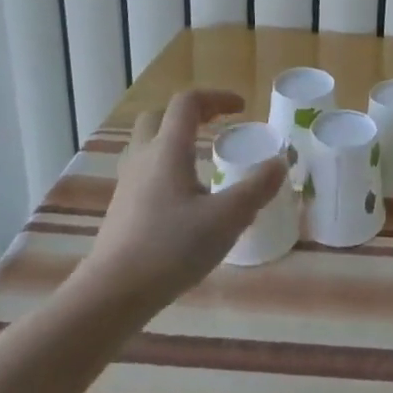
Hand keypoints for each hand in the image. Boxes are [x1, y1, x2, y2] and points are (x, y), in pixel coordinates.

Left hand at [82, 89, 284, 312]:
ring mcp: (127, 184)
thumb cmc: (171, 248)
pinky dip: (167, 170)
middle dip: (191, 115)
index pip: (188, 103)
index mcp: (168, 149)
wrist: (111, 294)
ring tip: (203, 163)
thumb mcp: (226, 219)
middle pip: (160, 117)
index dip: (217, 97)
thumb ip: (257, 188)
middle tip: (216, 127)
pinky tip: (186, 200)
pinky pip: (145, 173)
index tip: (242, 109)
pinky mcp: (121, 209)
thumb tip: (280, 162)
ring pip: (149, 145)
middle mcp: (144, 158)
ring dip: (175, 142)